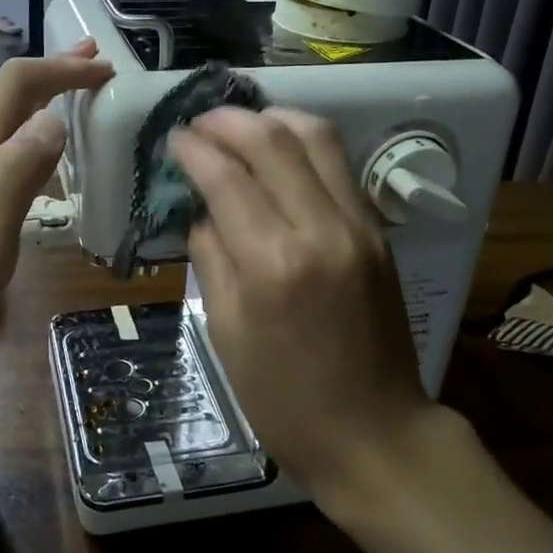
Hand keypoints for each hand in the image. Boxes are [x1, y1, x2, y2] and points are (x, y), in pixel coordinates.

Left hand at [0, 39, 112, 393]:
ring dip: (38, 105)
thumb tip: (52, 118)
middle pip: (3, 98)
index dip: (60, 69)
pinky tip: (34, 164)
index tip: (105, 70)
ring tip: (75, 104)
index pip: (14, 86)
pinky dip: (22, 140)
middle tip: (95, 64)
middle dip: (51, 75)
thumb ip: (16, 174)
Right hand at [170, 108, 435, 503]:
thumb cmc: (284, 399)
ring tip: (240, 126)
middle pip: (272, 140)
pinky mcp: (379, 232)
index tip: (173, 138)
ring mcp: (359, 226)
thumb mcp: (225, 332)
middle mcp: (320, 230)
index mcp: (272, 264)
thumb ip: (210, 256)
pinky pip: (339, 166)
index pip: (226, 177)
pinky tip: (279, 154)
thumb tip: (202, 208)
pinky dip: (304, 145)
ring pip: (317, 137)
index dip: (193, 148)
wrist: (375, 433)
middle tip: (199, 123)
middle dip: (228, 120)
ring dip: (272, 119)